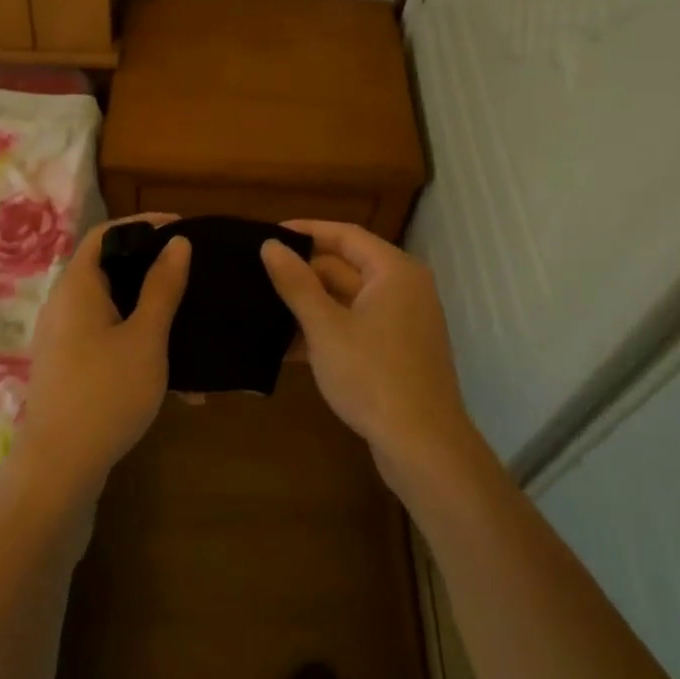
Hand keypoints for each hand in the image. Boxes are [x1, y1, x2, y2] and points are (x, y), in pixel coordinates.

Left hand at [7, 214, 190, 503]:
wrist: (59, 466)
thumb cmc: (106, 392)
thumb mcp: (146, 337)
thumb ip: (162, 287)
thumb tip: (177, 242)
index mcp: (78, 286)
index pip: (106, 234)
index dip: (143, 225)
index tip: (181, 227)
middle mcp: (64, 303)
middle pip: (109, 268)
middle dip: (152, 269)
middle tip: (191, 271)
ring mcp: (63, 336)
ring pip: (112, 307)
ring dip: (150, 312)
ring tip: (189, 323)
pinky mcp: (69, 365)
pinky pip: (107, 337)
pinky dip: (137, 341)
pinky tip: (175, 376)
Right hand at [261, 221, 477, 483]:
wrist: (423, 447)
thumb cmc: (373, 376)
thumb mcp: (326, 327)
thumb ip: (296, 284)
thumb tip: (270, 245)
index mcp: (393, 272)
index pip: (345, 235)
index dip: (306, 231)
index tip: (267, 234)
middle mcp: (402, 290)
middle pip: (345, 267)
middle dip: (302, 273)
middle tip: (256, 274)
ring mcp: (401, 323)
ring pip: (346, 301)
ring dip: (308, 306)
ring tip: (261, 308)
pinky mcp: (395, 353)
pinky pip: (354, 327)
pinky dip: (324, 332)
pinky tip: (285, 347)